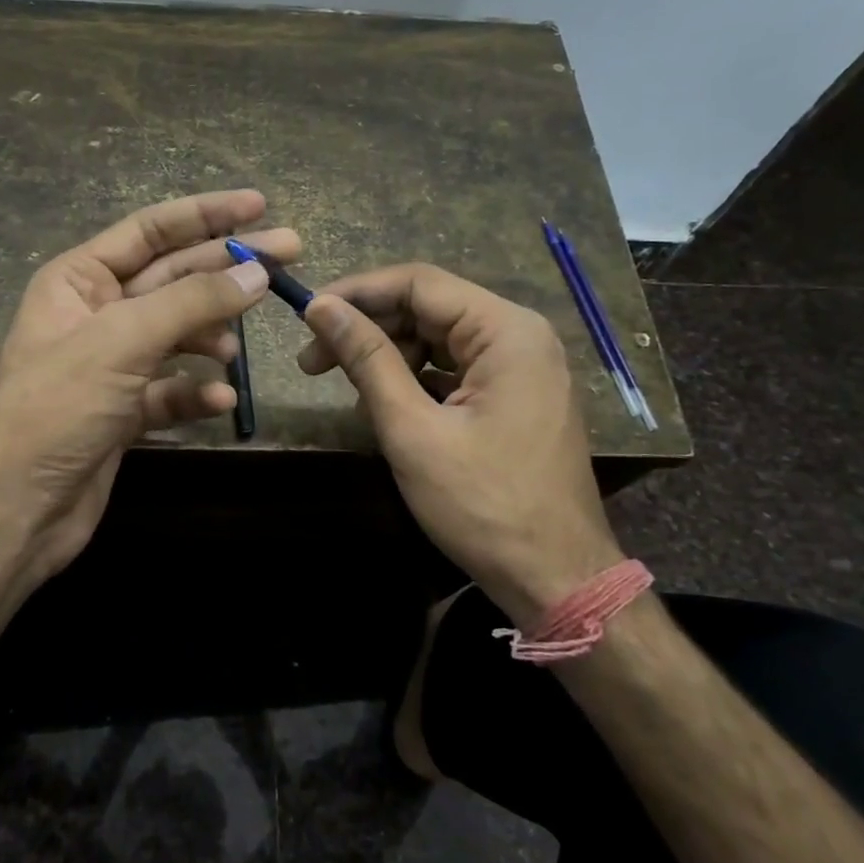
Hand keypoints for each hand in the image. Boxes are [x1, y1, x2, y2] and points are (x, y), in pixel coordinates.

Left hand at [0, 190, 294, 600]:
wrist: (15, 509)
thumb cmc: (57, 409)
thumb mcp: (122, 342)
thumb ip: (192, 302)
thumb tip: (256, 272)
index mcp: (79, 280)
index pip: (151, 231)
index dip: (206, 214)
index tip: (259, 204)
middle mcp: (95, 314)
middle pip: (174, 279)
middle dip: (226, 272)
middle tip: (290, 256)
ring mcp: (111, 365)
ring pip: (177, 336)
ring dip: (210, 338)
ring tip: (235, 350)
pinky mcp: (123, 411)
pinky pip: (170, 389)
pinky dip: (195, 393)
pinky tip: (218, 402)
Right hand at [298, 263, 620, 626]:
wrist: (556, 579)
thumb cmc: (482, 504)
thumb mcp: (412, 429)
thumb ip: (367, 359)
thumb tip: (321, 307)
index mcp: (506, 331)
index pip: (418, 283)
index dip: (357, 293)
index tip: (307, 315)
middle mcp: (520, 336)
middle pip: (429, 309)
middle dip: (368, 329)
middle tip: (312, 363)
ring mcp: (523, 368)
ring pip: (439, 340)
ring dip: (389, 358)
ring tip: (350, 395)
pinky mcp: (517, 396)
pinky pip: (457, 370)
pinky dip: (417, 381)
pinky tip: (387, 409)